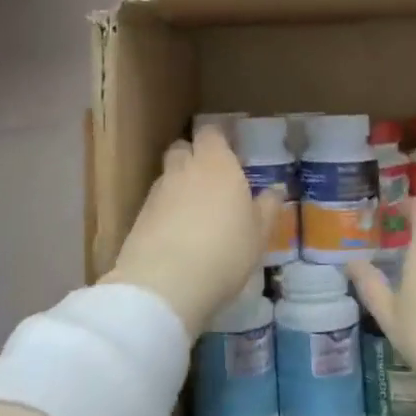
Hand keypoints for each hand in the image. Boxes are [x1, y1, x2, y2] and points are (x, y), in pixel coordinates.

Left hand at [104, 125, 283, 333]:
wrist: (165, 284)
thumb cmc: (225, 250)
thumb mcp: (259, 234)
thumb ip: (268, 207)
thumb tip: (276, 190)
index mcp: (216, 163)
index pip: (211, 132)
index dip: (218, 140)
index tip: (230, 154)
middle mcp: (184, 168)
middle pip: (183, 148)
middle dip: (194, 157)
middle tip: (212, 181)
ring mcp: (158, 191)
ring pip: (168, 175)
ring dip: (179, 185)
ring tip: (195, 212)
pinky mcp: (139, 216)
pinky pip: (156, 203)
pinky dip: (166, 211)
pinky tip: (177, 235)